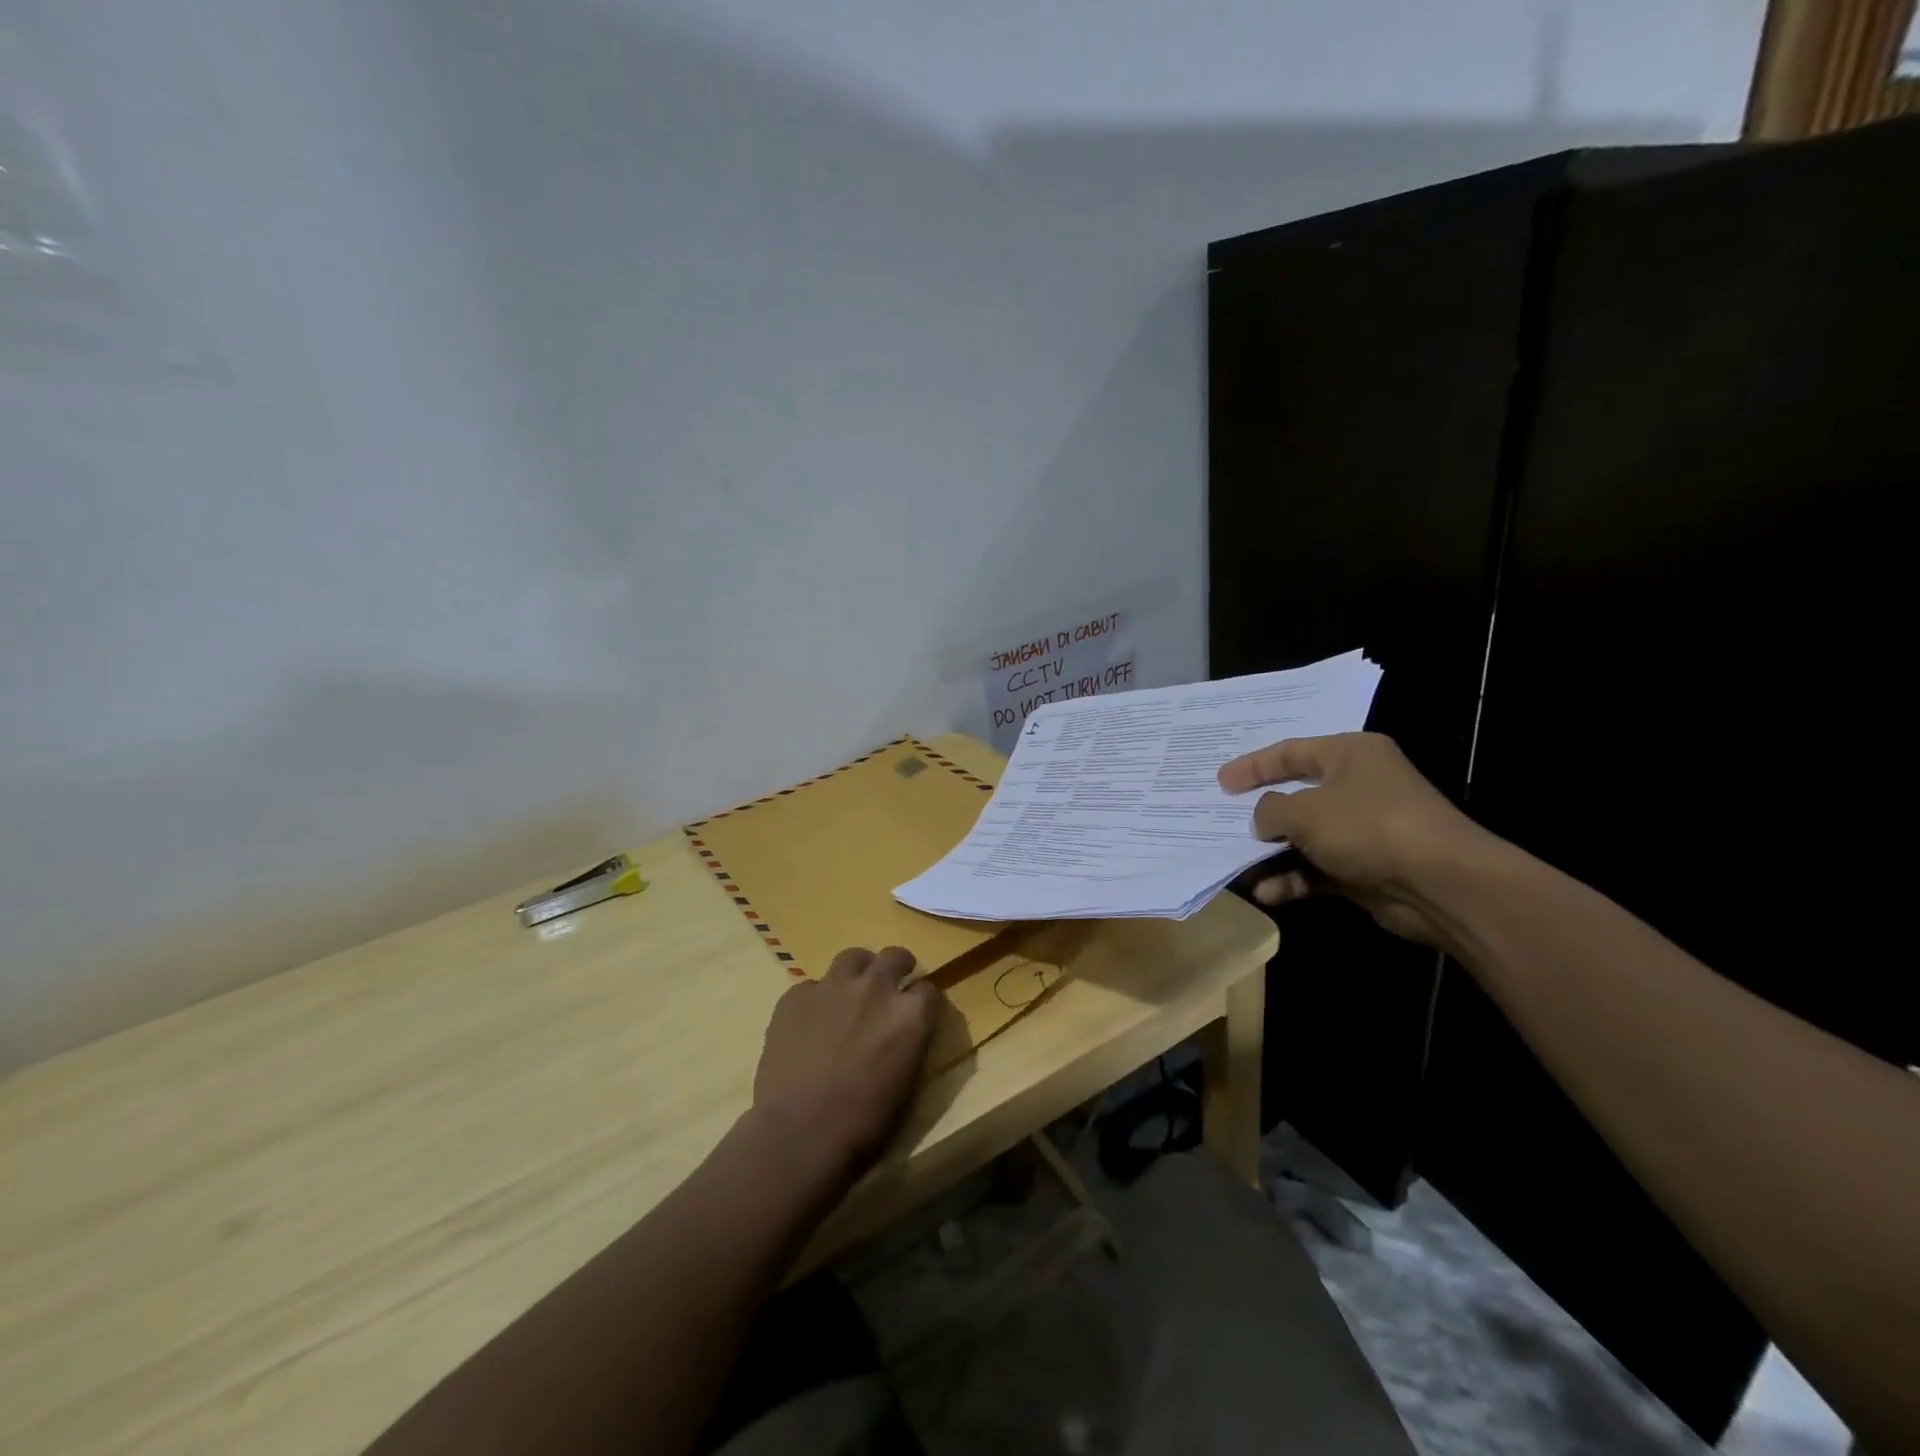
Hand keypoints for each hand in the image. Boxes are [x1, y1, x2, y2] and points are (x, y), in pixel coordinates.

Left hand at [750, 946, 942, 1183]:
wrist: (800, 1132)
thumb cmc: (863, 1123)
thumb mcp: (906, 1085)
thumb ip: (909, 1045)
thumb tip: (904, 1034)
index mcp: (910, 1014)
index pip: (930, 989)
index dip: (922, 1001)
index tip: (917, 1012)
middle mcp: (876, 987)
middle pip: (895, 956)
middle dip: (897, 966)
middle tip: (891, 983)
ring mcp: (833, 986)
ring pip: (852, 957)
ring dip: (858, 970)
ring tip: (851, 990)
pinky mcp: (796, 995)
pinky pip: (812, 986)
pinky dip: (817, 1000)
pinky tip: (809, 1023)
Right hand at [1217, 732, 1484, 944]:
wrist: (1441, 884)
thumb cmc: (1368, 826)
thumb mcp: (1305, 811)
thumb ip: (1270, 810)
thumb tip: (1261, 821)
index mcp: (1350, 754)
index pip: (1290, 752)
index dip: (1252, 766)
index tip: (1220, 782)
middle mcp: (1358, 786)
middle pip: (1296, 795)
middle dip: (1260, 814)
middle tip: (1222, 821)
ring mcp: (1363, 829)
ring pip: (1304, 837)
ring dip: (1272, 853)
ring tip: (1238, 864)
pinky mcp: (1365, 868)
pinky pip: (1317, 868)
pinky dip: (1293, 878)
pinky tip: (1268, 892)